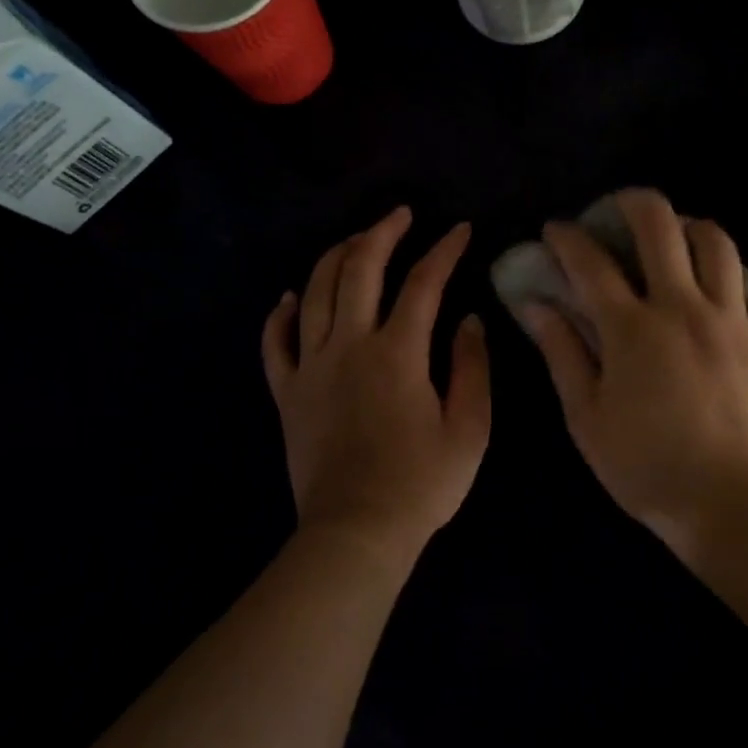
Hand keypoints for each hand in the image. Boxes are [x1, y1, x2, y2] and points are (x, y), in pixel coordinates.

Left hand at [262, 208, 490, 568]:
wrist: (356, 532)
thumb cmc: (421, 484)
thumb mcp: (470, 428)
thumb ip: (472, 367)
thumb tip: (469, 320)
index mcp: (398, 353)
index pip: (423, 284)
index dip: (444, 251)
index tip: (460, 230)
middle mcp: (349, 345)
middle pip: (359, 269)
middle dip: (381, 233)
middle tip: (401, 215)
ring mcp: (311, 366)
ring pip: (315, 292)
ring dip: (336, 257)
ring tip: (356, 241)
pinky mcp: (288, 392)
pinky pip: (275, 342)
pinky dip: (281, 313)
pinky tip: (292, 297)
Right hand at [521, 189, 747, 547]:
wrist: (727, 501)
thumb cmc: (644, 465)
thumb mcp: (585, 415)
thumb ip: (560, 351)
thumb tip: (534, 304)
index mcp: (632, 327)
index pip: (591, 262)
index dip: (567, 238)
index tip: (555, 231)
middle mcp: (683, 307)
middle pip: (661, 226)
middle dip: (632, 203)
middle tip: (617, 210)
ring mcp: (733, 320)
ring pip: (719, 243)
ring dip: (691, 229)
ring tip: (676, 241)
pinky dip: (746, 281)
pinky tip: (729, 293)